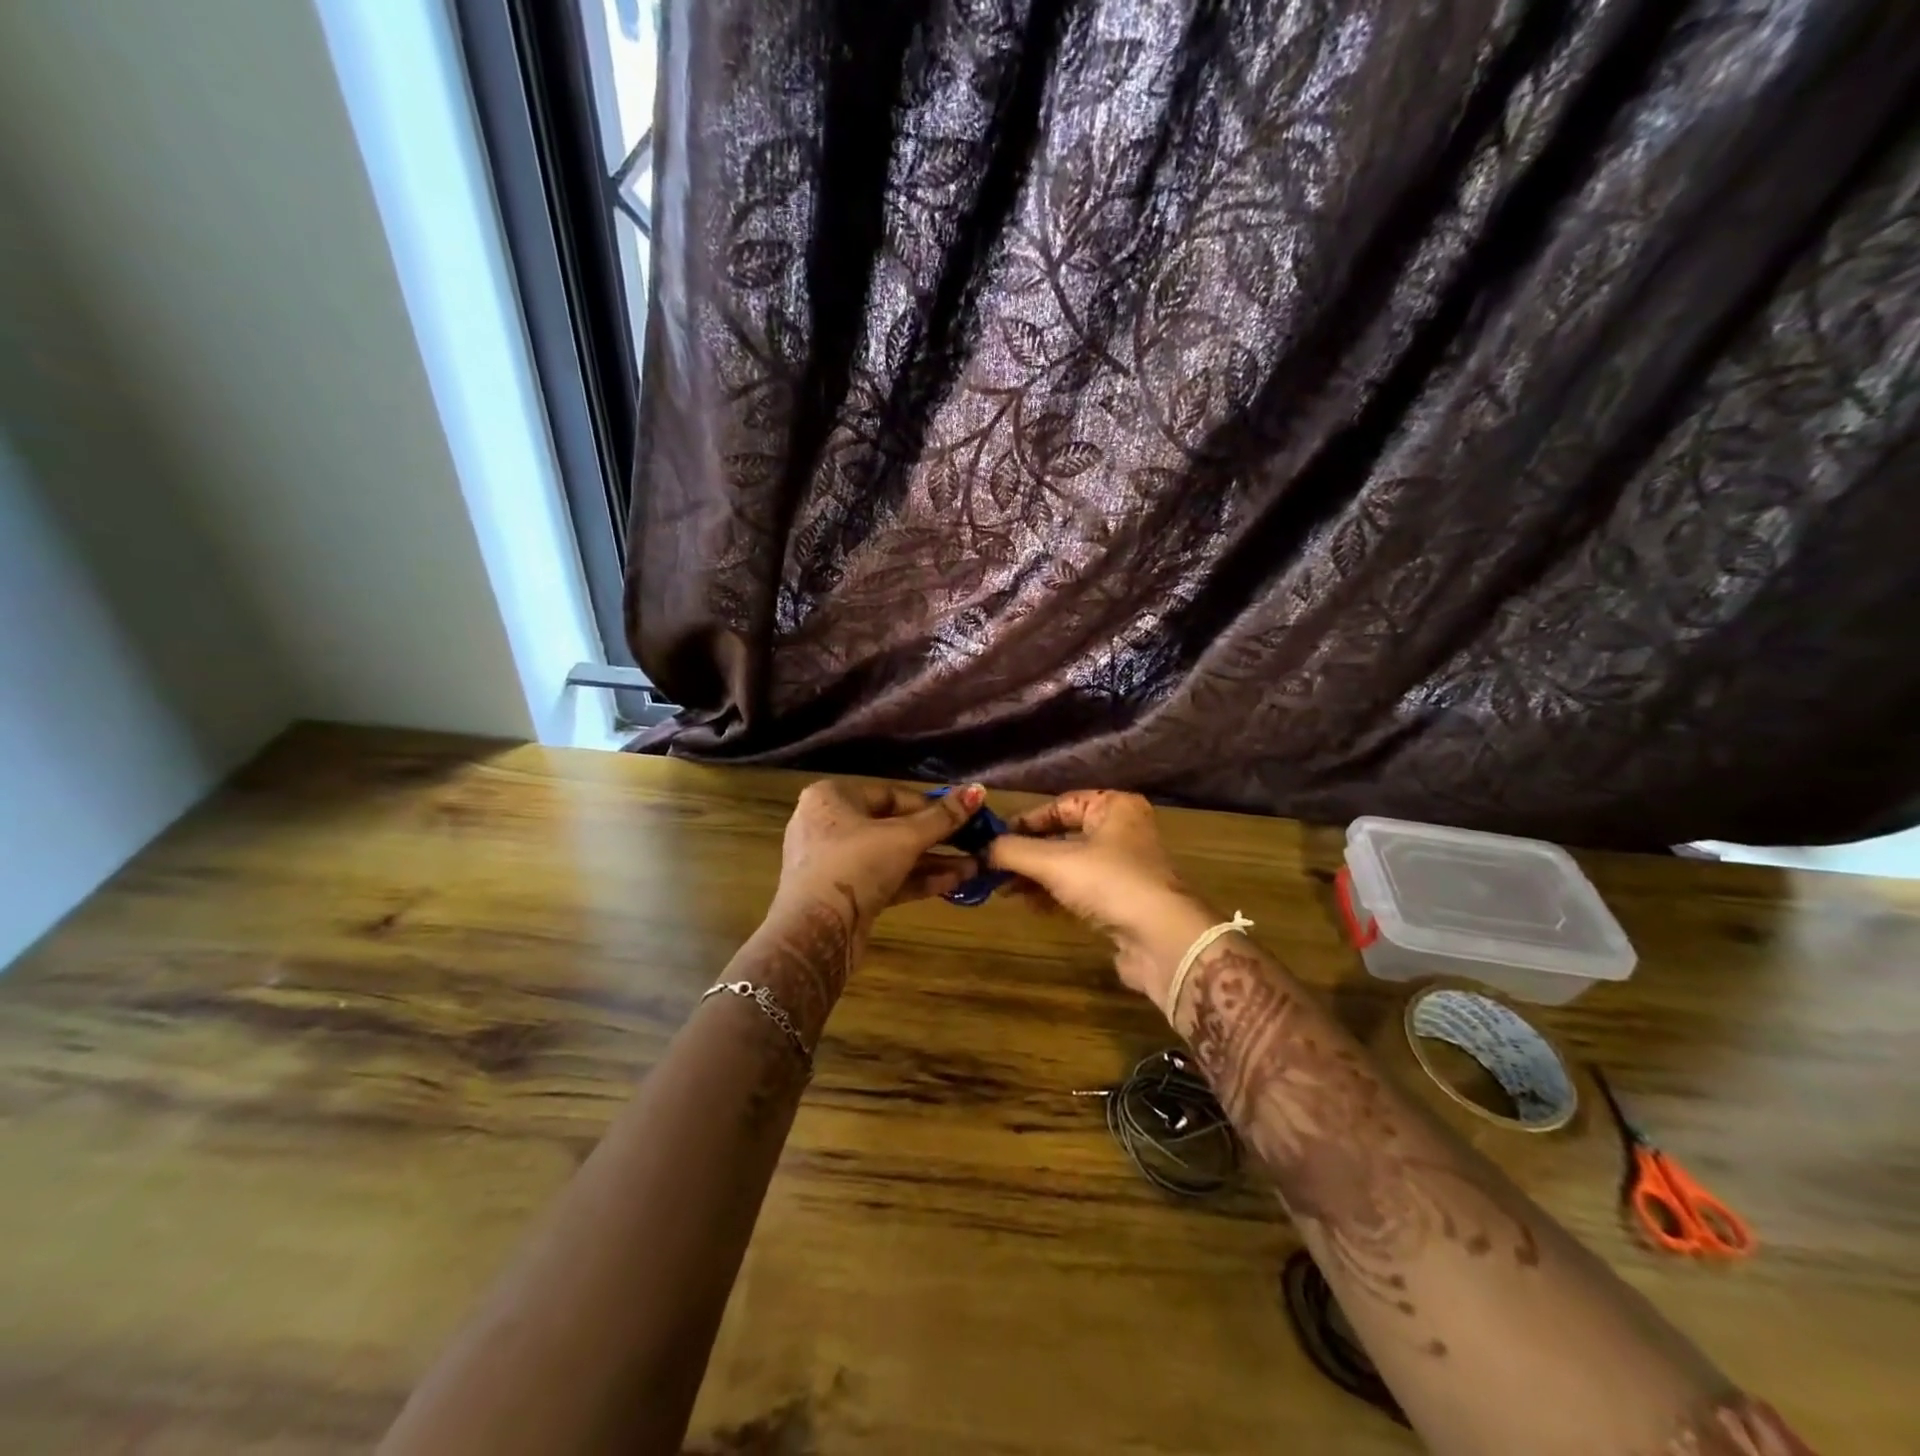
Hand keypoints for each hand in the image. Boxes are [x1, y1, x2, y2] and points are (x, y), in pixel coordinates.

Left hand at [773, 780, 985, 932]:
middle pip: (892, 825)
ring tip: (973, 866)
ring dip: (931, 861)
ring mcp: (834, 862)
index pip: (891, 793)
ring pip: (891, 855)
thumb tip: (978, 790)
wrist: (815, 932)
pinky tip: (953, 882)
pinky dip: (914, 879)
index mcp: (832, 797)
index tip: (963, 815)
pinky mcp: (844, 894)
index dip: (930, 805)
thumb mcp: (905, 837)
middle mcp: (829, 824)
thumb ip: (943, 817)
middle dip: (936, 837)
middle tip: (972, 841)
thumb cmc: (856, 865)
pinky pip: (884, 878)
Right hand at [985, 790, 1216, 1007]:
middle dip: (1026, 853)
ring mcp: (1123, 868)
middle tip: (993, 868)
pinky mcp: (1122, 901)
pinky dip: (1052, 895)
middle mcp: (1121, 832)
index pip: (1060, 805)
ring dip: (1035, 877)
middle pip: (1062, 836)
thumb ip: (1013, 851)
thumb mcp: (1054, 861)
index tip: (993, 839)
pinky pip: (1078, 890)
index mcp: (1114, 808)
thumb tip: (980, 849)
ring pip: (1068, 865)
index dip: (1025, 821)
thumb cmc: (1109, 883)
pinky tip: (1027, 904)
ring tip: (1003, 889)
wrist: (1162, 940)